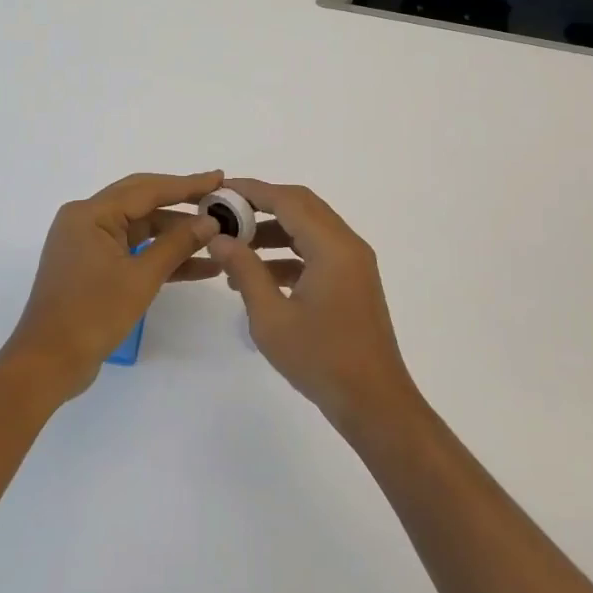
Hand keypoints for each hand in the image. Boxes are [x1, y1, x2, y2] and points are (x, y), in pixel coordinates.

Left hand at [3, 171, 223, 401]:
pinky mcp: (94, 266)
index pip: (147, 189)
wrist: (49, 362)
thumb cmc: (92, 314)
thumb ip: (177, 245)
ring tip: (218, 236)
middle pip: (143, 202)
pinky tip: (199, 266)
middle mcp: (86, 220)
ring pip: (141, 228)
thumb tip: (210, 221)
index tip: (219, 178)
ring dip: (176, 234)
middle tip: (220, 199)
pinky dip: (161, 256)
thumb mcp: (141, 278)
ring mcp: (89, 243)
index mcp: (90, 213)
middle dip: (183, 203)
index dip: (186, 185)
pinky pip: (133, 250)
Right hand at [207, 179, 417, 428]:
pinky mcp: (353, 281)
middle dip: (262, 205)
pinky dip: (288, 254)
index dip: (252, 190)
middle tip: (225, 212)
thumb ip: (244, 270)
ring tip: (234, 246)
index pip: (288, 200)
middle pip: (302, 206)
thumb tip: (219, 238)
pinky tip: (258, 276)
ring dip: (273, 231)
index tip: (219, 190)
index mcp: (332, 247)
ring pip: (309, 229)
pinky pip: (317, 252)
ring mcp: (354, 263)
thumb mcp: (271, 316)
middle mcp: (348, 245)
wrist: (374, 402)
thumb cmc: (321, 359)